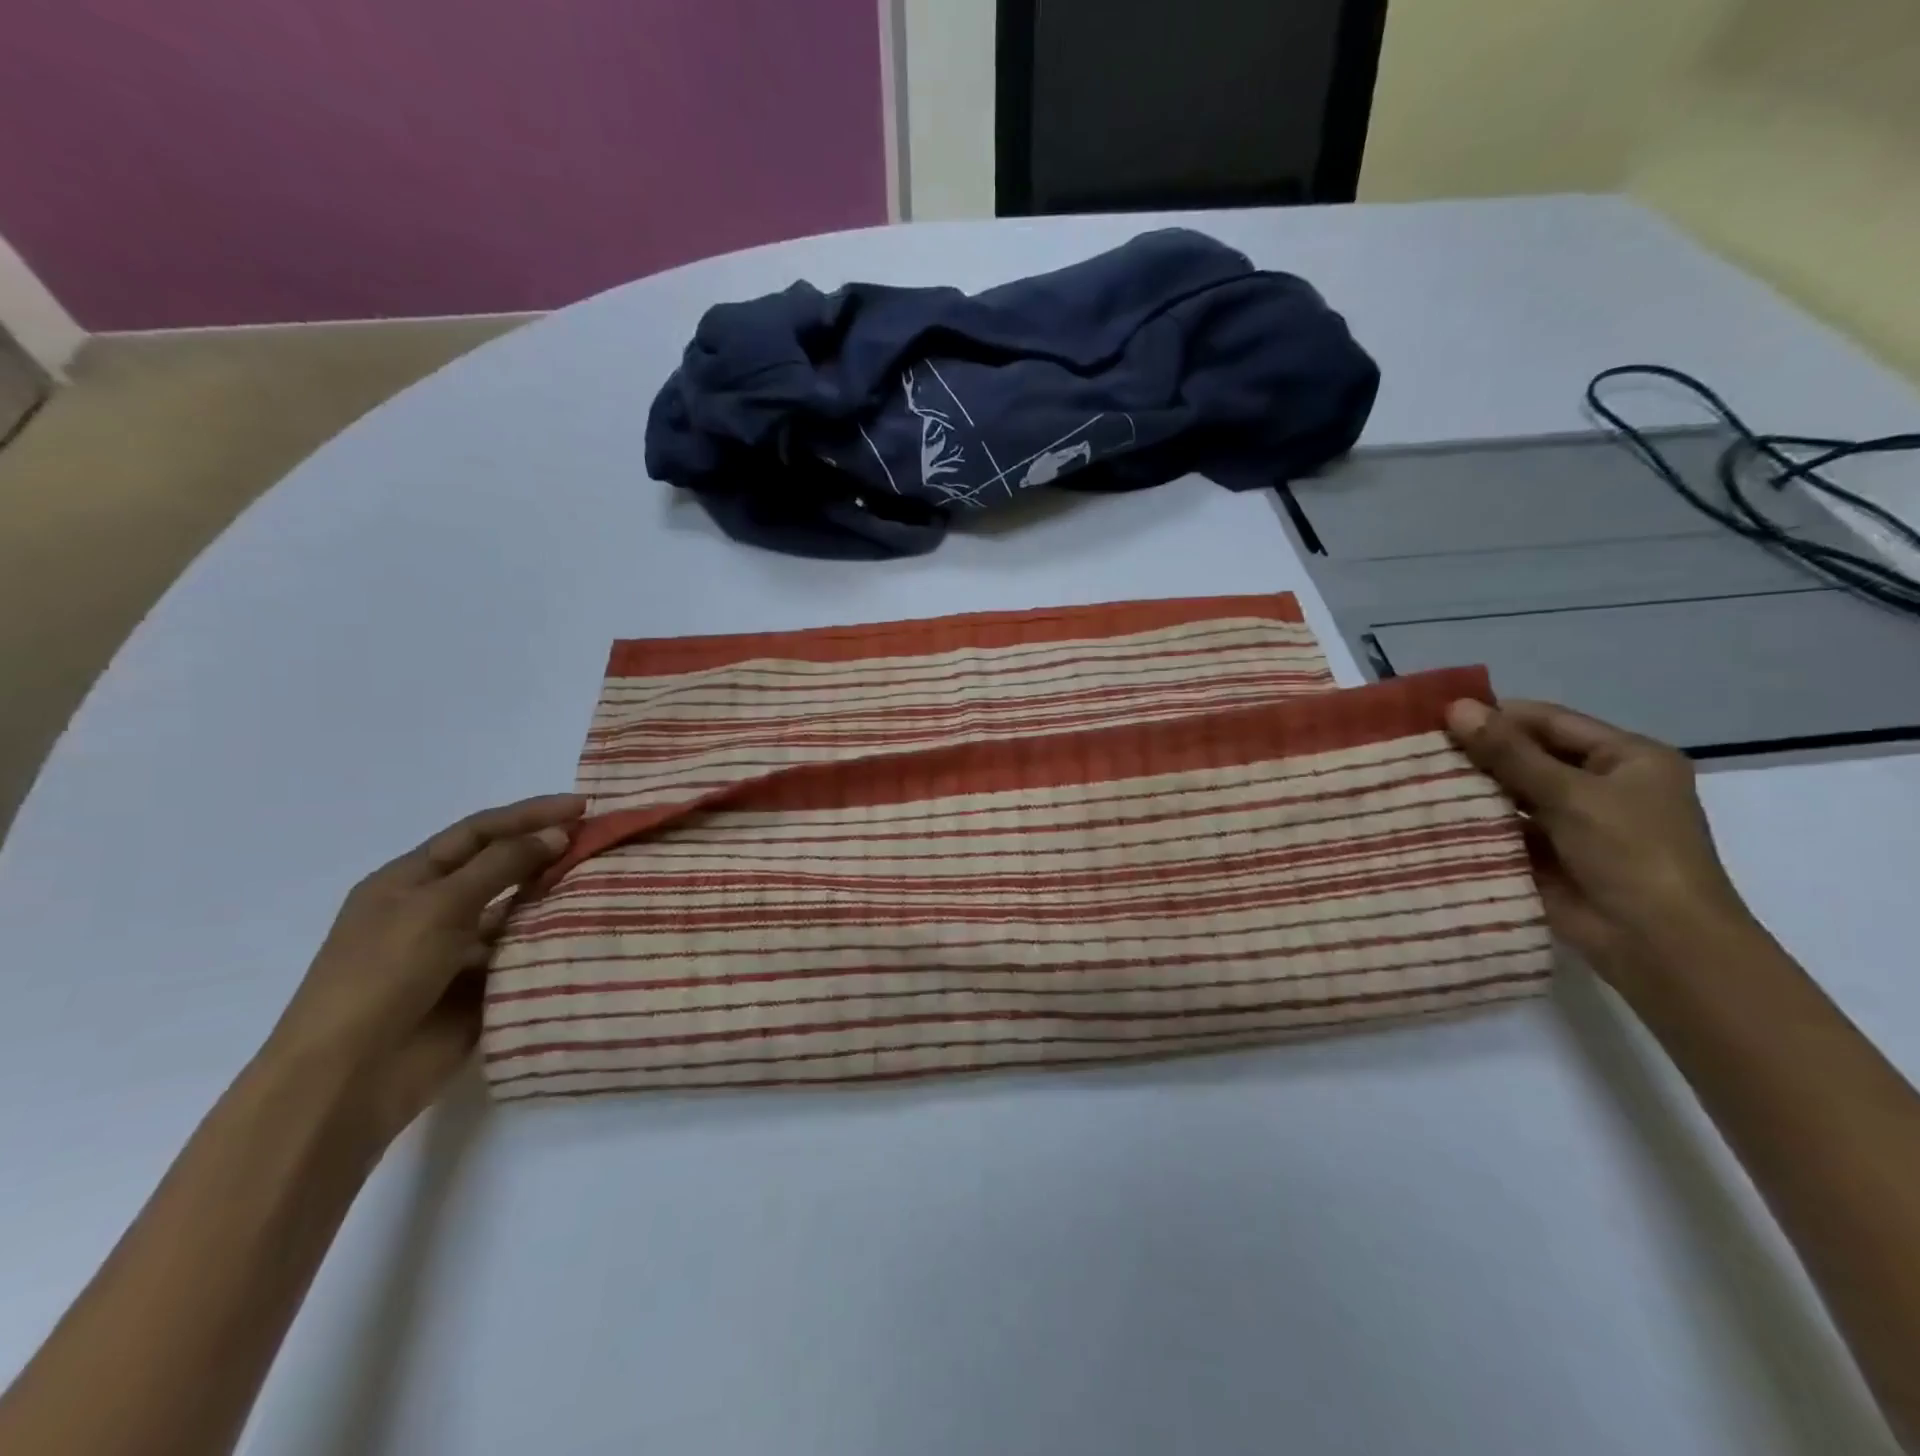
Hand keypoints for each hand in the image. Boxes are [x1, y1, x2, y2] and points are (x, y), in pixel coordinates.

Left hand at [264, 794, 585, 1145]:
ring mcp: (457, 951)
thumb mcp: (439, 906)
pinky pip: (523, 954)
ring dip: (554, 898)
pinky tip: (588, 932)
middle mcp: (433, 910)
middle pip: (500, 868)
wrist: (347, 1078)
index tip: (582, 806)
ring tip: (606, 885)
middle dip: (547, 852)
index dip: (529, 814)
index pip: (478, 832)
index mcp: (409, 881)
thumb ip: (502, 865)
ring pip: (517, 912)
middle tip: (602, 843)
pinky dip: (551, 942)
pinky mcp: (479, 989)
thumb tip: (558, 832)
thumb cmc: (382, 976)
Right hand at [1444, 699, 1754, 987]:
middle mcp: (1601, 785)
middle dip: (1478, 753)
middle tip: (1418, 748)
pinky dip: (1475, 822)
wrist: (1657, 944)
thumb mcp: (1570, 793)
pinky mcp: (1548, 856)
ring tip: (1414, 778)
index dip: (1497, 716)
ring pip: (1512, 793)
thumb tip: (1456, 707)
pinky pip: (1505, 829)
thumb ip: (1509, 752)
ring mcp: (1574, 823)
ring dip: (1473, 788)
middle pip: (1529, 756)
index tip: (1437, 716)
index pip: (1550, 722)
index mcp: (1626, 758)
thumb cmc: (1631, 853)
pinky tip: (1430, 813)